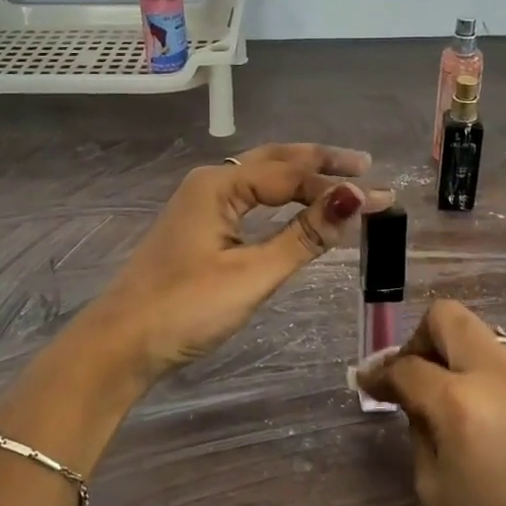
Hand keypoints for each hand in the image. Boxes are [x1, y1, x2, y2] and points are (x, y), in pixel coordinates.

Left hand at [85, 143, 392, 384]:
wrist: (121, 343)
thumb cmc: (186, 308)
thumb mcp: (252, 274)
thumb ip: (303, 236)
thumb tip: (353, 200)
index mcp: (219, 185)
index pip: (291, 175)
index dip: (338, 186)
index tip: (383, 198)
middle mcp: (210, 182)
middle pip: (275, 161)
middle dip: (320, 162)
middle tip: (364, 165)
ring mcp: (201, 204)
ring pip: (260, 177)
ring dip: (301, 176)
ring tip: (340, 178)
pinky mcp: (199, 227)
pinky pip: (250, 198)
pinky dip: (281, 197)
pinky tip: (296, 204)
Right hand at [356, 300, 505, 505]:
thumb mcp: (436, 491)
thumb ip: (420, 430)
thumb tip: (413, 398)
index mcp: (462, 403)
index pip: (408, 366)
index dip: (380, 374)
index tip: (368, 384)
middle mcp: (501, 375)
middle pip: (449, 318)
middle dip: (421, 340)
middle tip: (414, 379)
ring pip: (483, 339)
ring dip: (458, 359)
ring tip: (454, 406)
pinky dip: (488, 379)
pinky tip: (491, 423)